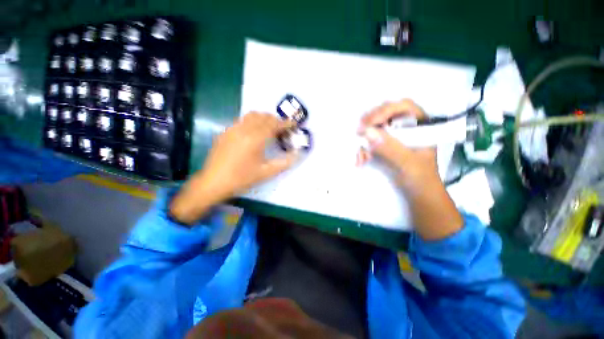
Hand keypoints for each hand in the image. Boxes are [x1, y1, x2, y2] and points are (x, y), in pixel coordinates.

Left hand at [170, 113, 298, 224]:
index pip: (274, 124)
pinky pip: (242, 120)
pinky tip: (253, 133)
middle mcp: (244, 129)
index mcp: (256, 139)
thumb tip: (297, 155)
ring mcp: (233, 129)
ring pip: (252, 115)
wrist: (213, 182)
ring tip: (269, 129)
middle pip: (263, 116)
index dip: (286, 123)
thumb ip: (285, 163)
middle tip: (282, 129)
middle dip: (275, 120)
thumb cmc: (242, 178)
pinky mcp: (225, 132)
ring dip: (264, 118)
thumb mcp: (266, 173)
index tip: (293, 124)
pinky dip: (252, 122)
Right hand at [356, 99, 438, 191]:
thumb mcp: (407, 164)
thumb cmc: (420, 179)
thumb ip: (390, 148)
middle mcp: (407, 127)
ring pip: (375, 128)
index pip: (403, 107)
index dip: (385, 110)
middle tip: (359, 131)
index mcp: (420, 126)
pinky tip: (361, 160)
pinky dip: (363, 149)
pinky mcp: (385, 146)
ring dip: (364, 140)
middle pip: (386, 114)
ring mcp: (394, 136)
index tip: (369, 123)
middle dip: (370, 123)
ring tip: (360, 155)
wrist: (418, 194)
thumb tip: (368, 132)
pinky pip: (370, 141)